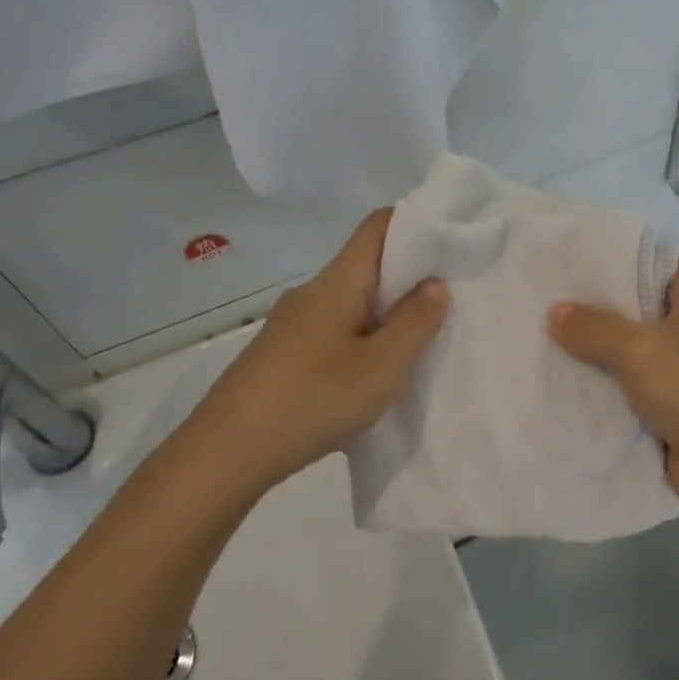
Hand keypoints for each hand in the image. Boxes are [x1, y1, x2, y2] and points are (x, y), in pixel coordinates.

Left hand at [180, 210, 448, 491]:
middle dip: (409, 280)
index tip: (453, 246)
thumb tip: (435, 283)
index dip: (417, 225)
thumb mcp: (381, 368)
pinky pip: (334, 333)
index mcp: (337, 283)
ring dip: (386, 317)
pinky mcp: (282, 355)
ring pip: (351, 304)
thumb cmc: (312, 400)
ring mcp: (292, 325)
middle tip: (449, 305)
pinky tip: (372, 378)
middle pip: (367, 266)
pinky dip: (362, 342)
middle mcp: (312, 293)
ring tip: (418, 347)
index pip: (378, 227)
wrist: (225, 454)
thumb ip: (415, 324)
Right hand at [547, 259, 678, 522]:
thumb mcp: (640, 349)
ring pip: (626, 350)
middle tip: (545, 296)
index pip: (656, 262)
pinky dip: (599, 386)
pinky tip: (558, 380)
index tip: (574, 256)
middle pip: (636, 307)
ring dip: (591, 350)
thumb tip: (554, 312)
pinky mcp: (667, 407)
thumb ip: (595, 328)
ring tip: (540, 334)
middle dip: (593, 304)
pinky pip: (626, 388)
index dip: (618, 256)